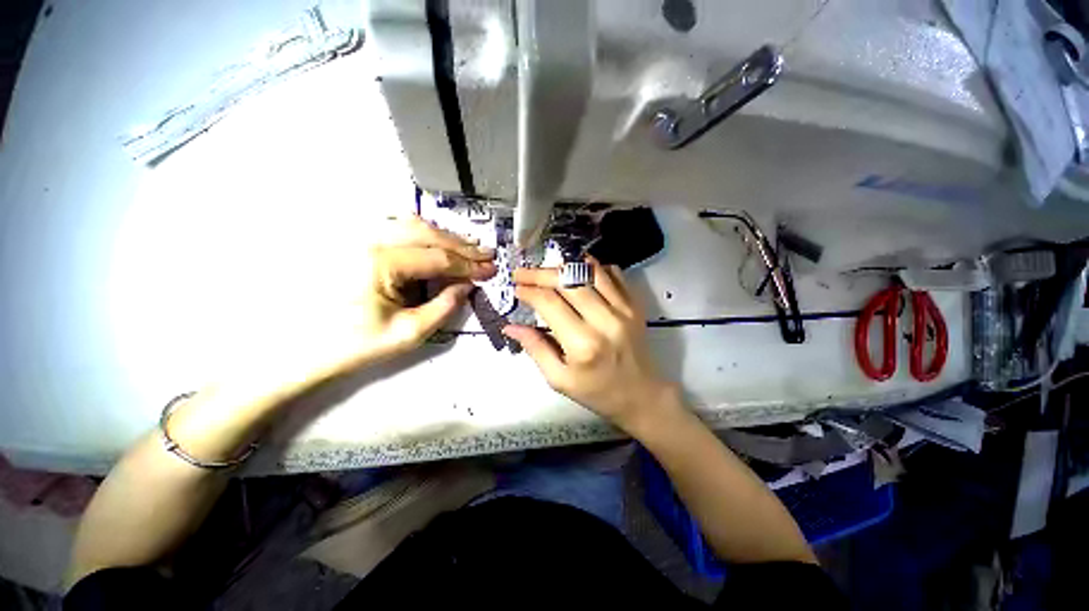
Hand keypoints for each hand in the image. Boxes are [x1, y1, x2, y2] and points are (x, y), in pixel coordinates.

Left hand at [347, 215, 496, 367]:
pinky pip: (397, 227)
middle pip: (429, 235)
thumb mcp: (409, 333)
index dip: (470, 265)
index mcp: (382, 264)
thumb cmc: (357, 344)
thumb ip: (444, 307)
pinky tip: (438, 240)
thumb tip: (467, 285)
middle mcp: (372, 241)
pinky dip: (424, 232)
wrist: (307, 347)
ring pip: (414, 226)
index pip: (439, 258)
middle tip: (488, 255)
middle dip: (463, 247)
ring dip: (446, 237)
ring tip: (470, 247)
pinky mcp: (359, 244)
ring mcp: (362, 239)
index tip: (492, 270)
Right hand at [503, 258, 677, 432]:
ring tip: (546, 269)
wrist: (642, 395)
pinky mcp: (634, 304)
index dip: (529, 291)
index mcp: (582, 344)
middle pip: (567, 281)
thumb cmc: (597, 392)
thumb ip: (535, 349)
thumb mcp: (559, 379)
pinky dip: (592, 267)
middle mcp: (604, 321)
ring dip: (564, 266)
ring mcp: (623, 309)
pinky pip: (612, 274)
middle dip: (540, 273)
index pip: (549, 303)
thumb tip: (510, 326)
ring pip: (590, 272)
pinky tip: (577, 271)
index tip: (516, 288)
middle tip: (523, 273)